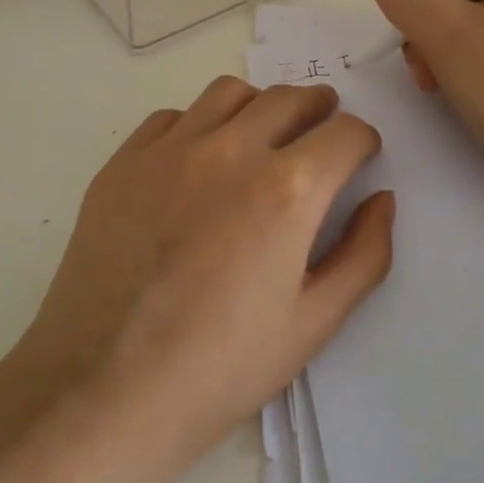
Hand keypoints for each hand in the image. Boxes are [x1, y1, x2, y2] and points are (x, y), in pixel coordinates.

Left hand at [0, 76, 393, 458]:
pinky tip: (197, 164)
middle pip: (290, 98)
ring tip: (260, 140)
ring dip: (259, 107)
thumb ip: (363, 255)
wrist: (103, 389)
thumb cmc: (220, 367)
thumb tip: (380, 200)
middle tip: (319, 137)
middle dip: (319, 110)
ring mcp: (170, 150)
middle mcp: (231, 151)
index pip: (346, 132)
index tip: (358, 159)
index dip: (362, 143)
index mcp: (288, 190)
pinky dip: (199, 125)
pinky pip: (173, 117)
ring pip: (230, 93)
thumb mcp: (314, 324)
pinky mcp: (124, 162)